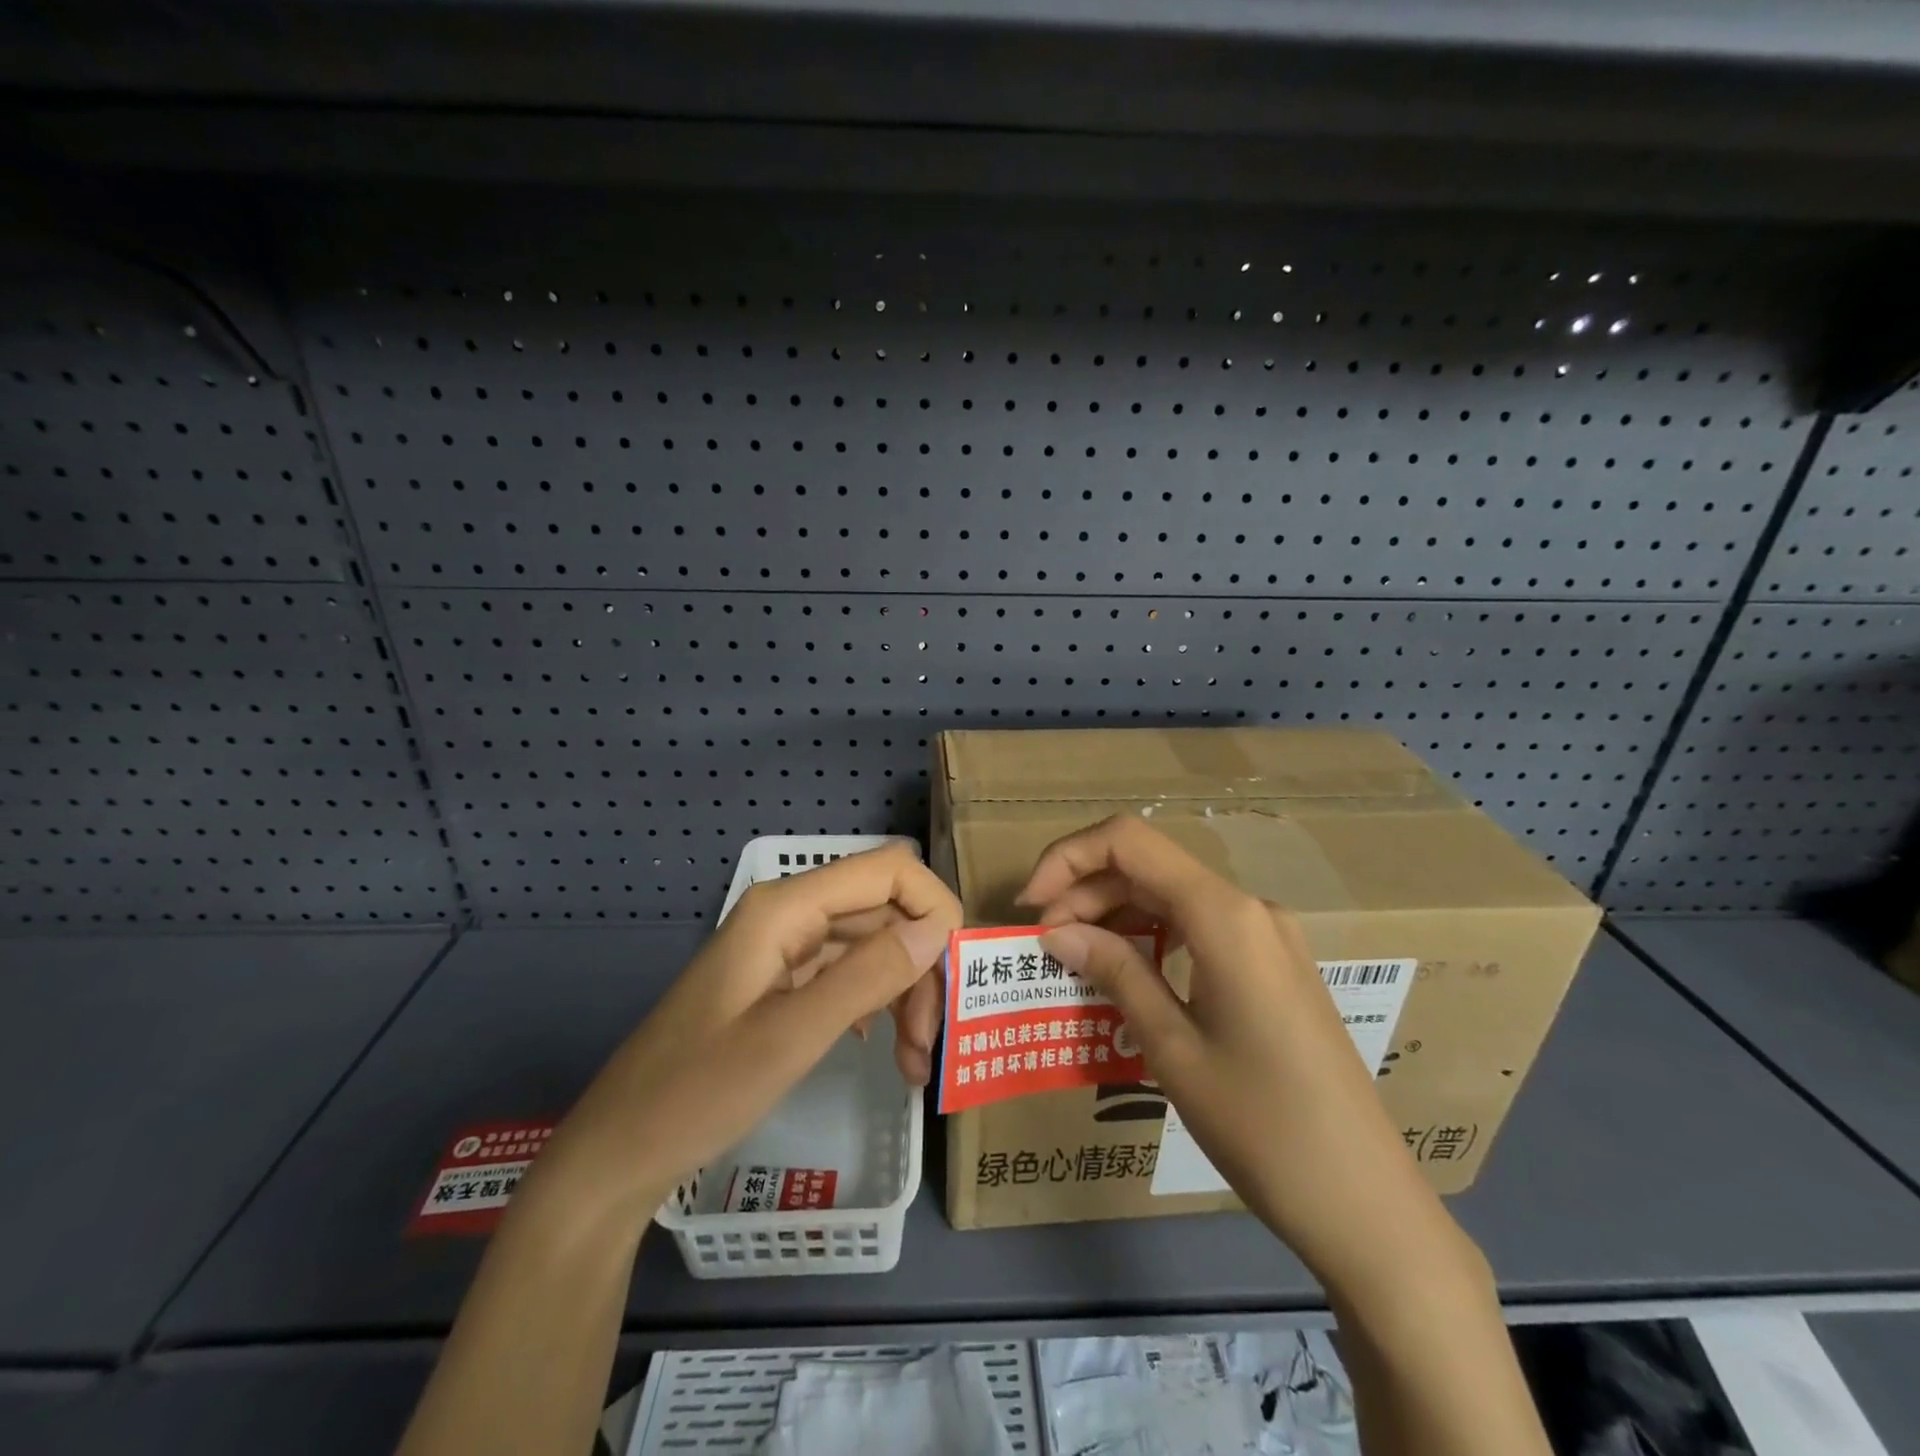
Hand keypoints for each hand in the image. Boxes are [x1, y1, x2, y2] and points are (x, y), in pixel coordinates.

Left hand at [532, 843, 958, 1219]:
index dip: (935, 907)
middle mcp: (790, 912)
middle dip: (922, 966)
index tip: (959, 973)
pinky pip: (848, 973)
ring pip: (873, 944)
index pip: (890, 870)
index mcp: (787, 907)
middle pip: (886, 910)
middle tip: (931, 1044)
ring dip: (904, 993)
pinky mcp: (783, 980)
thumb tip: (937, 927)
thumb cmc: (698, 1092)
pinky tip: (886, 1050)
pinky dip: (877, 1005)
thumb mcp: (792, 1036)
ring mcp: (785, 946)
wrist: (619, 1151)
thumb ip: (868, 975)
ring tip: (914, 1064)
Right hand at [1018, 815, 1470, 1300]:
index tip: (1029, 908)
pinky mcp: (1273, 964)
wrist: (1367, 1204)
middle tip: (1044, 948)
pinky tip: (1129, 975)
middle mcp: (1249, 907)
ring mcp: (1267, 935)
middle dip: (1085, 893)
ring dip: (1115, 915)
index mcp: (1224, 915)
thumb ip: (1114, 972)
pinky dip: (1152, 936)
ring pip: (1171, 895)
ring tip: (1077, 962)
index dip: (1067, 858)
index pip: (1129, 841)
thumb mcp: (1172, 1047)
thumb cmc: (1261, 1126)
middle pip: (1147, 866)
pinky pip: (1198, 926)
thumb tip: (1055, 931)